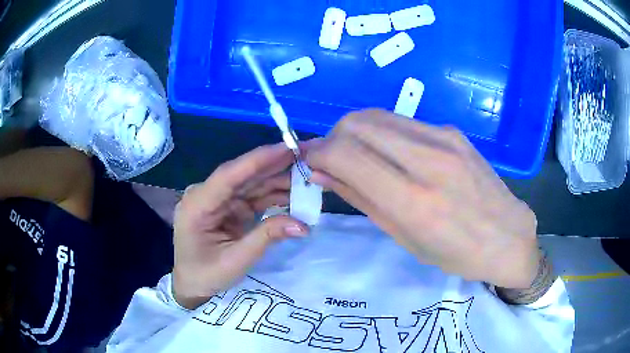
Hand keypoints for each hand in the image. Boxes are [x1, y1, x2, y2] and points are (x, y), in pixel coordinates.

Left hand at [173, 144, 307, 308]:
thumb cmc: (206, 274)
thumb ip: (266, 238)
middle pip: (242, 175)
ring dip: (277, 179)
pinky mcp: (228, 207)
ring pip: (250, 184)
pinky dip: (273, 195)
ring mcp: (218, 200)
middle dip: (273, 165)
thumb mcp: (235, 261)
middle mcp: (206, 195)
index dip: (257, 160)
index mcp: (198, 205)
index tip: (286, 148)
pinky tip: (293, 193)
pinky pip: (253, 196)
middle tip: (305, 156)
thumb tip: (303, 225)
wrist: (191, 283)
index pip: (228, 176)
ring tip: (306, 175)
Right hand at [306, 109, 540, 288]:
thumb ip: (361, 198)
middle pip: (356, 122)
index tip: (312, 165)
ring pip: (377, 116)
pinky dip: (382, 133)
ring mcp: (443, 138)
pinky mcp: (452, 131)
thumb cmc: (457, 253)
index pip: (345, 153)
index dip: (318, 154)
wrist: (508, 236)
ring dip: (355, 133)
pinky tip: (390, 154)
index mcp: (413, 200)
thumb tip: (323, 173)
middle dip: (333, 138)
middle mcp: (427, 159)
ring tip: (358, 157)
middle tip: (333, 161)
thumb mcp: (404, 237)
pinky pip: (402, 122)